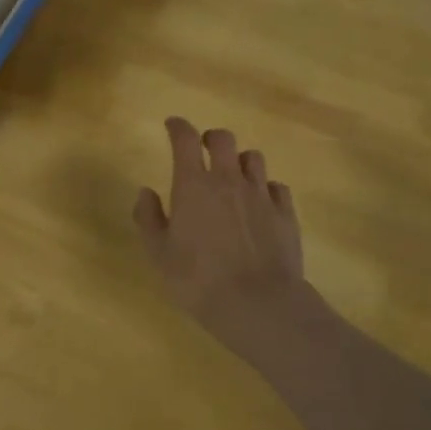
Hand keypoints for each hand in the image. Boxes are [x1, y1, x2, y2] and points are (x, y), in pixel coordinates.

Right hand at [134, 117, 309, 371]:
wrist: (258, 304)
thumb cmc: (198, 280)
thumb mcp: (159, 254)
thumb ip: (149, 218)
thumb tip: (146, 191)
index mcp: (193, 185)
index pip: (185, 139)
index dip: (177, 127)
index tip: (172, 125)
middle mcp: (228, 180)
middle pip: (223, 139)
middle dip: (211, 138)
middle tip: (204, 150)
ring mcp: (260, 195)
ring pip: (253, 158)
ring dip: (240, 161)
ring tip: (233, 177)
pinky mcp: (285, 213)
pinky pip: (276, 187)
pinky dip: (265, 188)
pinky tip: (260, 203)